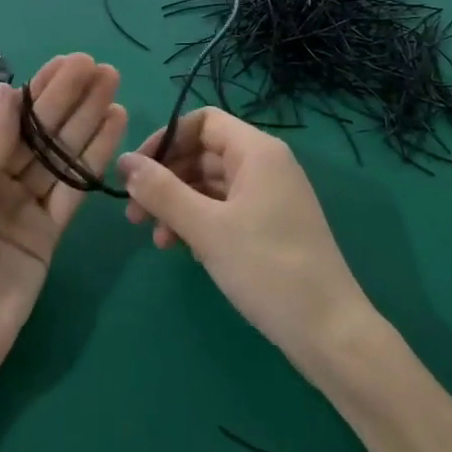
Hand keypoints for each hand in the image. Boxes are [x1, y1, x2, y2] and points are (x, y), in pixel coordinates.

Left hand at [0, 54, 126, 398]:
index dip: (40, 89)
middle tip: (103, 69)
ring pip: (60, 156)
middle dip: (70, 99)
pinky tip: (113, 130)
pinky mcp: (48, 236)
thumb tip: (10, 92)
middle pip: (39, 132)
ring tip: (115, 88)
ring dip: (87, 122)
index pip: (8, 116)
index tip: (71, 62)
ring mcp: (23, 208)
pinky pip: (73, 190)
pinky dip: (93, 160)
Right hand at [117, 109, 376, 376]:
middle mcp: (265, 165)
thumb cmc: (267, 268)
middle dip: (166, 179)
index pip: (202, 121)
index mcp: (257, 152)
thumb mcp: (206, 228)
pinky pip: (224, 210)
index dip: (165, 140)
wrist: (328, 330)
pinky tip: (182, 250)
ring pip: (210, 185)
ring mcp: (269, 197)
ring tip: (157, 241)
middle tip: (134, 215)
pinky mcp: (269, 226)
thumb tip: (124, 161)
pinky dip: (199, 223)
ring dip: (178, 206)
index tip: (136, 172)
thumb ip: (162, 191)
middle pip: (203, 154)